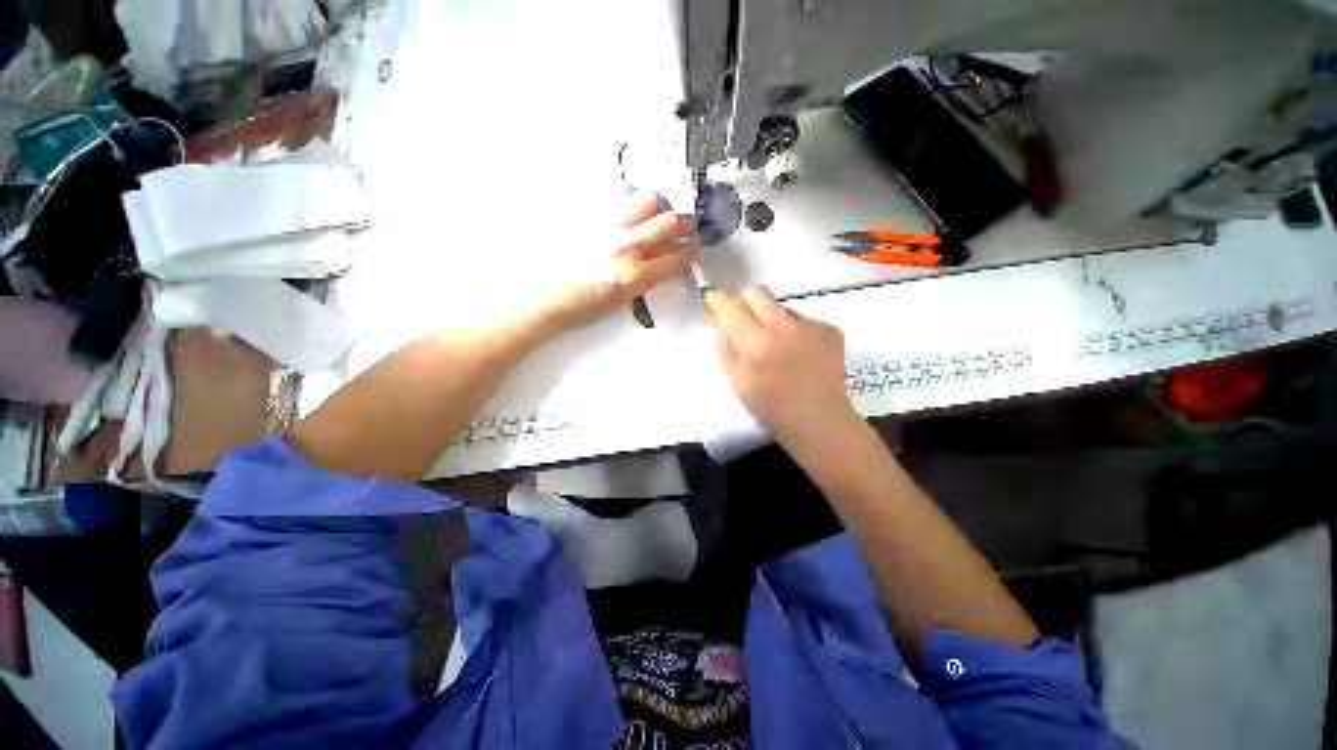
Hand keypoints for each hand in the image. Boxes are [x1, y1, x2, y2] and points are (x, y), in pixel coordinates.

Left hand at [541, 191, 696, 329]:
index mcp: (634, 276)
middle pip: (669, 221)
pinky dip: (632, 196)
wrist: (545, 296)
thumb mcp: (624, 301)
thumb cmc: (584, 307)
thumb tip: (665, 261)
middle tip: (685, 227)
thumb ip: (648, 279)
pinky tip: (630, 207)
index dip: (691, 252)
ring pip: (648, 198)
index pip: (678, 257)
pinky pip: (619, 192)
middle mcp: (625, 247)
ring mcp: (607, 225)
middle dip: (685, 223)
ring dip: (660, 205)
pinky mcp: (590, 213)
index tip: (692, 250)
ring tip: (656, 212)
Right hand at [705, 287, 859, 446]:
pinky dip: (793, 329)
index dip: (717, 298)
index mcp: (756, 345)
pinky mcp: (830, 329)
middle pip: (757, 293)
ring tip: (775, 345)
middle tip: (741, 318)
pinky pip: (801, 319)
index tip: (711, 297)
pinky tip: (797, 352)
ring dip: (770, 317)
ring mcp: (811, 326)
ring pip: (780, 306)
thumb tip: (717, 317)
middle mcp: (784, 328)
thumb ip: (724, 345)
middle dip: (743, 300)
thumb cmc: (770, 407)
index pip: (731, 306)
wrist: (819, 421)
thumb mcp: (736, 381)